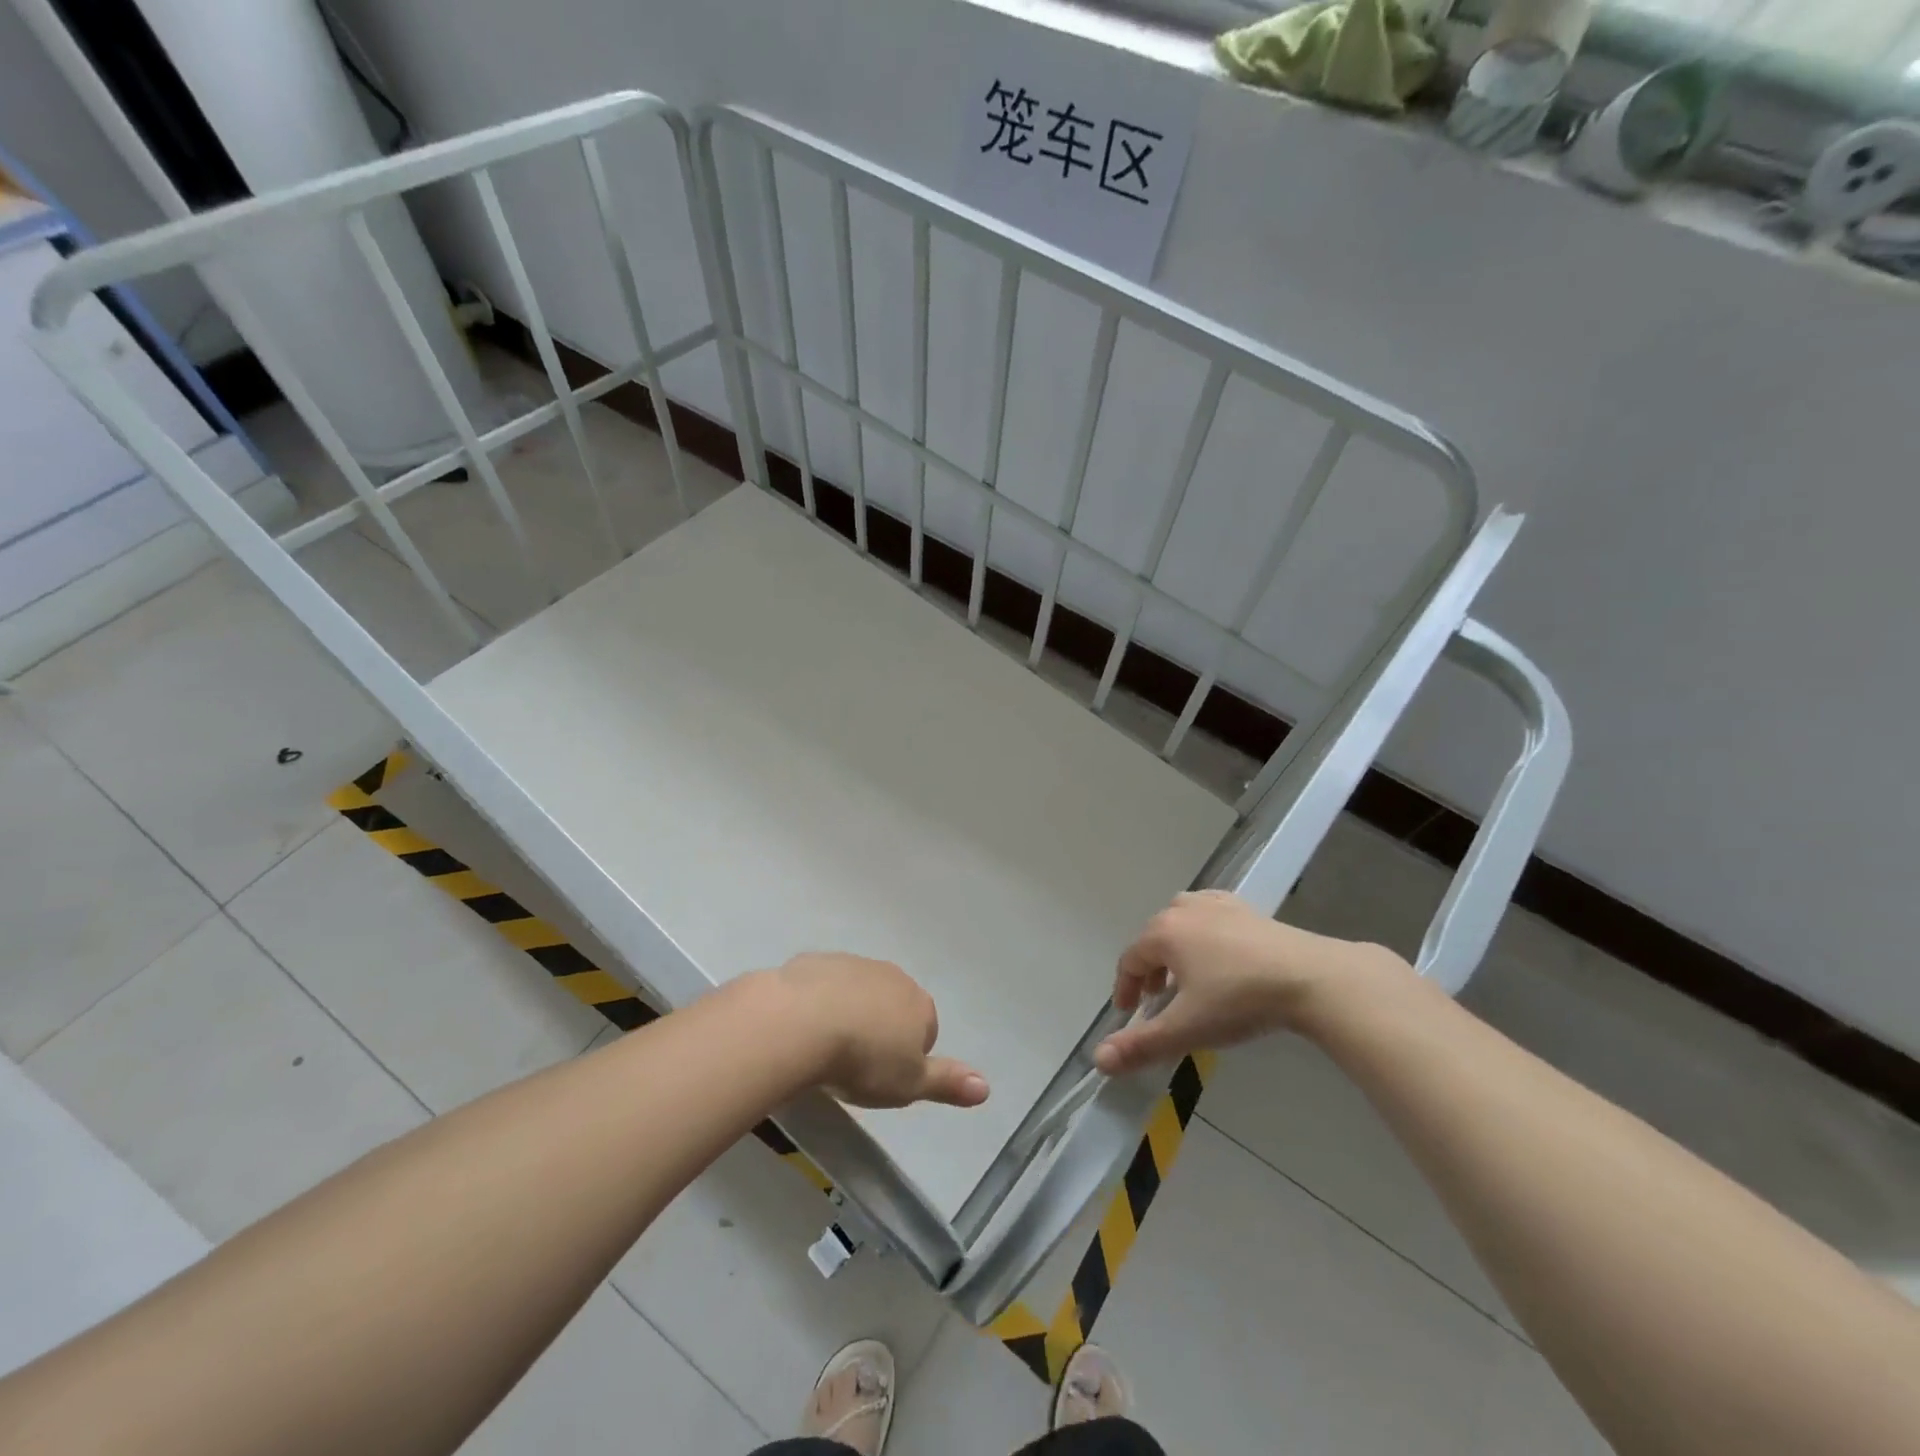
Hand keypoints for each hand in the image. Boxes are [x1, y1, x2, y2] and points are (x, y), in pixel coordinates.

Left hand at [773, 952, 990, 1109]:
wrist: (802, 1022)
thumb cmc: (863, 1059)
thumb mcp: (909, 1084)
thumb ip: (947, 1083)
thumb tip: (986, 1088)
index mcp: (919, 1003)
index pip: (927, 1029)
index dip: (908, 1055)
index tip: (886, 1077)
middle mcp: (892, 976)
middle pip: (893, 1005)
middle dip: (880, 1028)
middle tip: (857, 1064)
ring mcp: (853, 964)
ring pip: (859, 991)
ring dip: (849, 1013)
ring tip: (827, 1048)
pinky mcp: (817, 961)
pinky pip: (824, 984)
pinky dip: (818, 1001)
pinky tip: (804, 1027)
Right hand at [1094, 891, 1407, 1074]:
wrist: (1309, 978)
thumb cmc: (1239, 1000)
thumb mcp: (1187, 1028)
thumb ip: (1141, 1045)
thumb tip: (1098, 1060)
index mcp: (1163, 933)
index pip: (1129, 960)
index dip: (1124, 988)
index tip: (1128, 1013)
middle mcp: (1183, 910)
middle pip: (1152, 938)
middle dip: (1148, 969)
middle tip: (1155, 999)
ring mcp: (1216, 905)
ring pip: (1180, 919)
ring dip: (1173, 947)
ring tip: (1185, 975)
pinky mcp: (1246, 909)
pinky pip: (1209, 913)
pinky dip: (1202, 929)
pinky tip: (1217, 948)